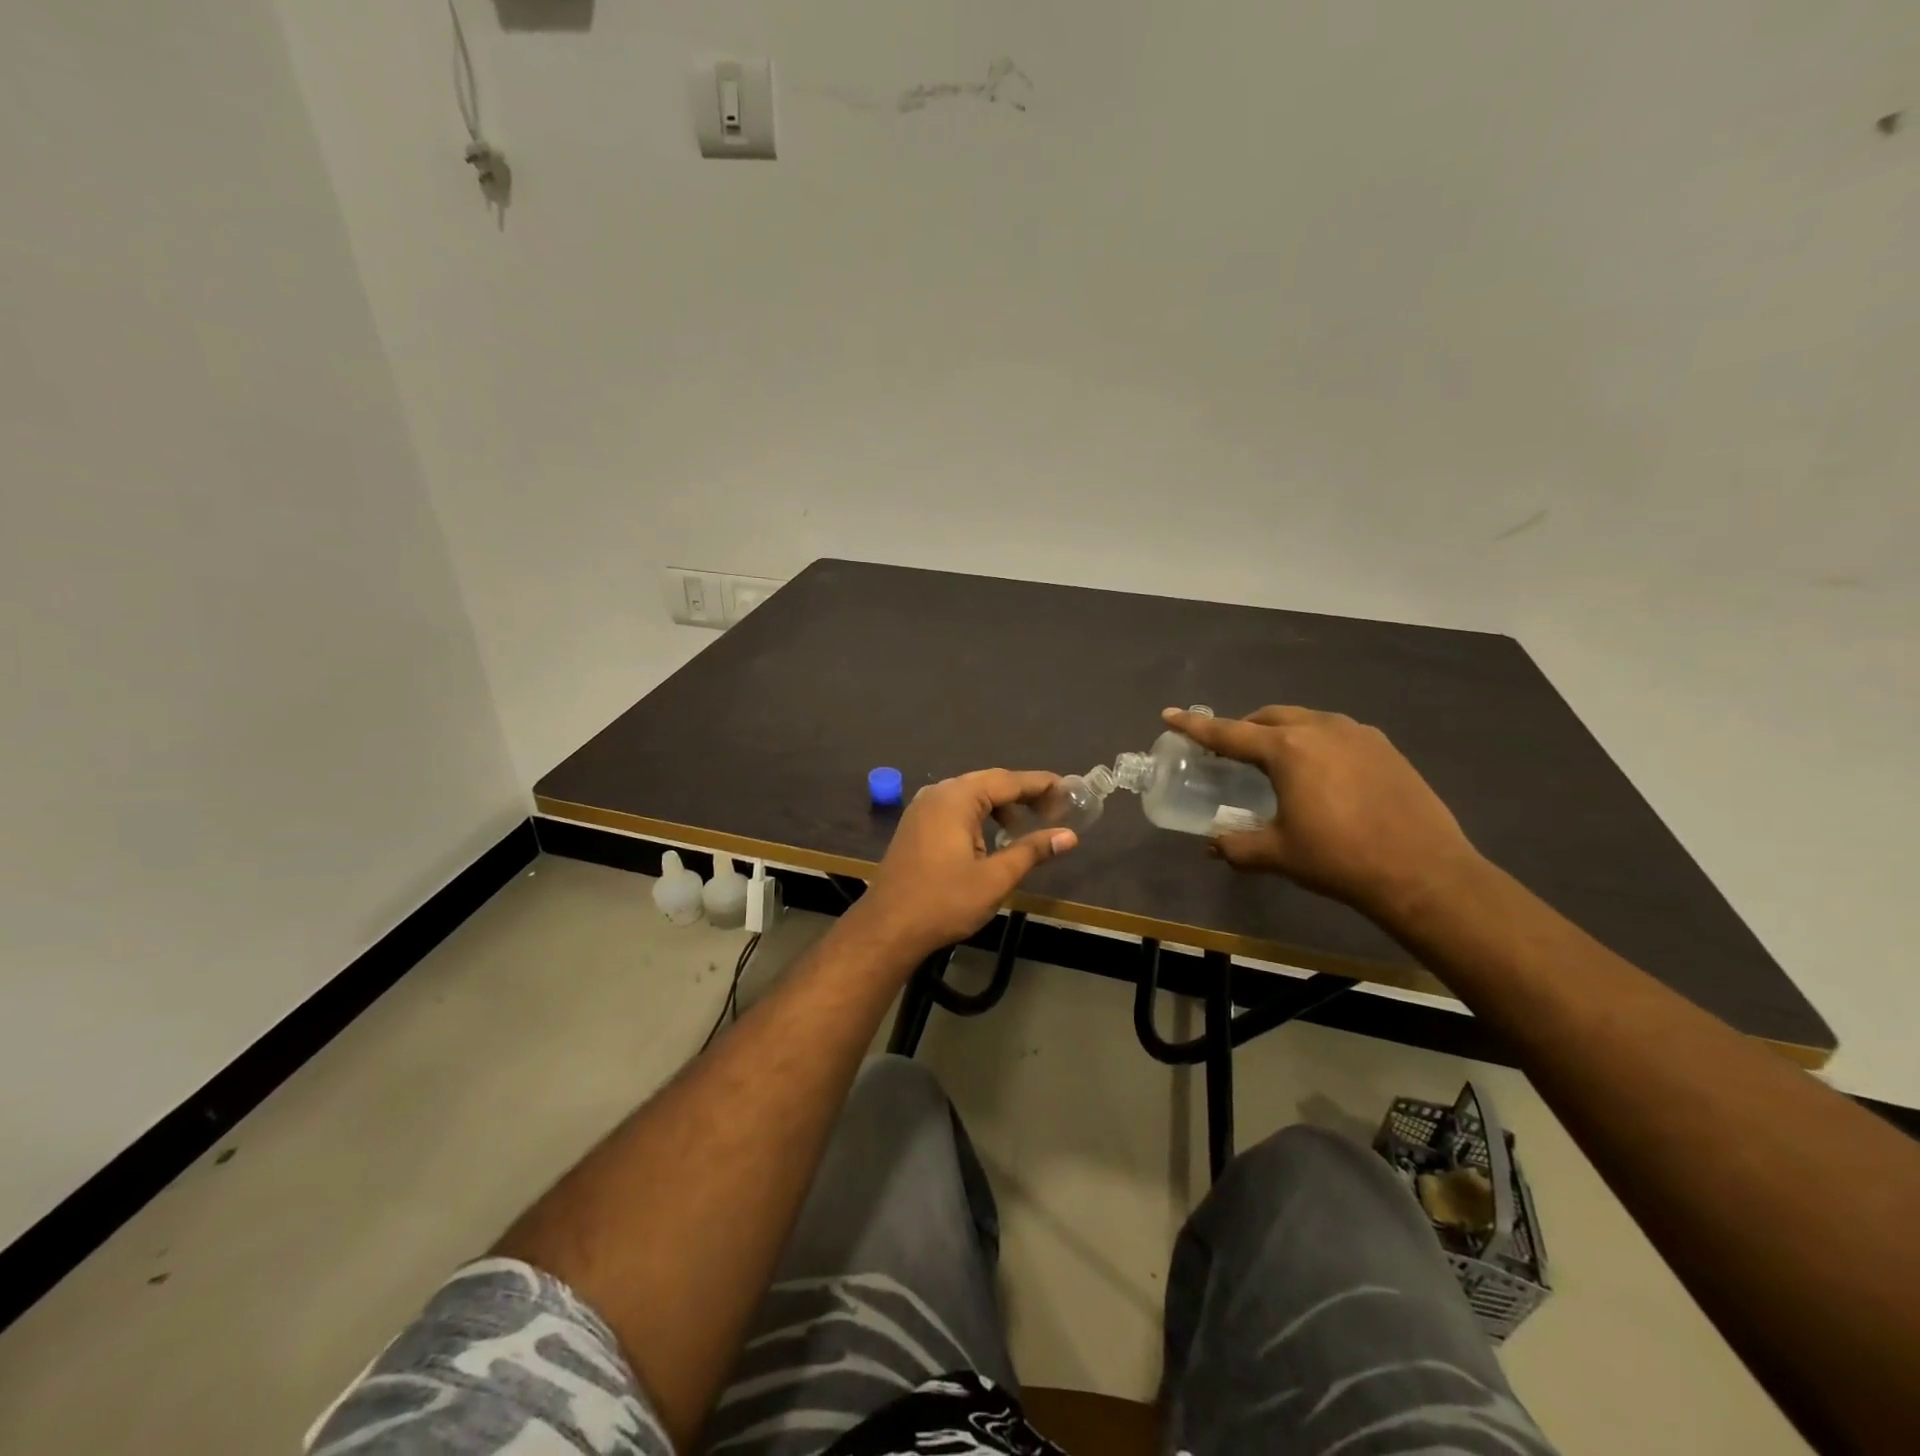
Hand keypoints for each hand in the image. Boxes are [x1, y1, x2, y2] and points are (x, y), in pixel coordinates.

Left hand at [849, 769, 1077, 960]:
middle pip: (989, 783)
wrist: (887, 928)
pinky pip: (954, 809)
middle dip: (1022, 794)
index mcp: (957, 798)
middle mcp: (938, 793)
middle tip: (1054, 810)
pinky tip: (991, 839)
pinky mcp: (915, 826)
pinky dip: (978, 816)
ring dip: (1000, 806)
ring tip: (1025, 828)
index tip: (1069, 790)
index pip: (1008, 781)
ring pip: (970, 795)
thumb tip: (1068, 836)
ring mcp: (922, 808)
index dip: (1040, 785)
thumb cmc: (944, 901)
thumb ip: (1031, 851)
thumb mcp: (995, 878)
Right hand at [1162, 706, 1482, 919]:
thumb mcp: (1278, 854)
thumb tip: (1212, 845)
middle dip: (1244, 728)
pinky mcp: (1385, 747)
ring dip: (1282, 733)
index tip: (1170, 714)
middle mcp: (1320, 728)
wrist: (1424, 872)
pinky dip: (1316, 743)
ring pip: (1305, 720)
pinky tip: (1322, 773)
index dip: (1195, 726)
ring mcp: (1358, 734)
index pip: (1228, 732)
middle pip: (1269, 717)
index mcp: (1287, 749)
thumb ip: (1237, 845)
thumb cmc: (1339, 859)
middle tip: (1230, 751)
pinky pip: (1336, 733)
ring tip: (1277, 762)